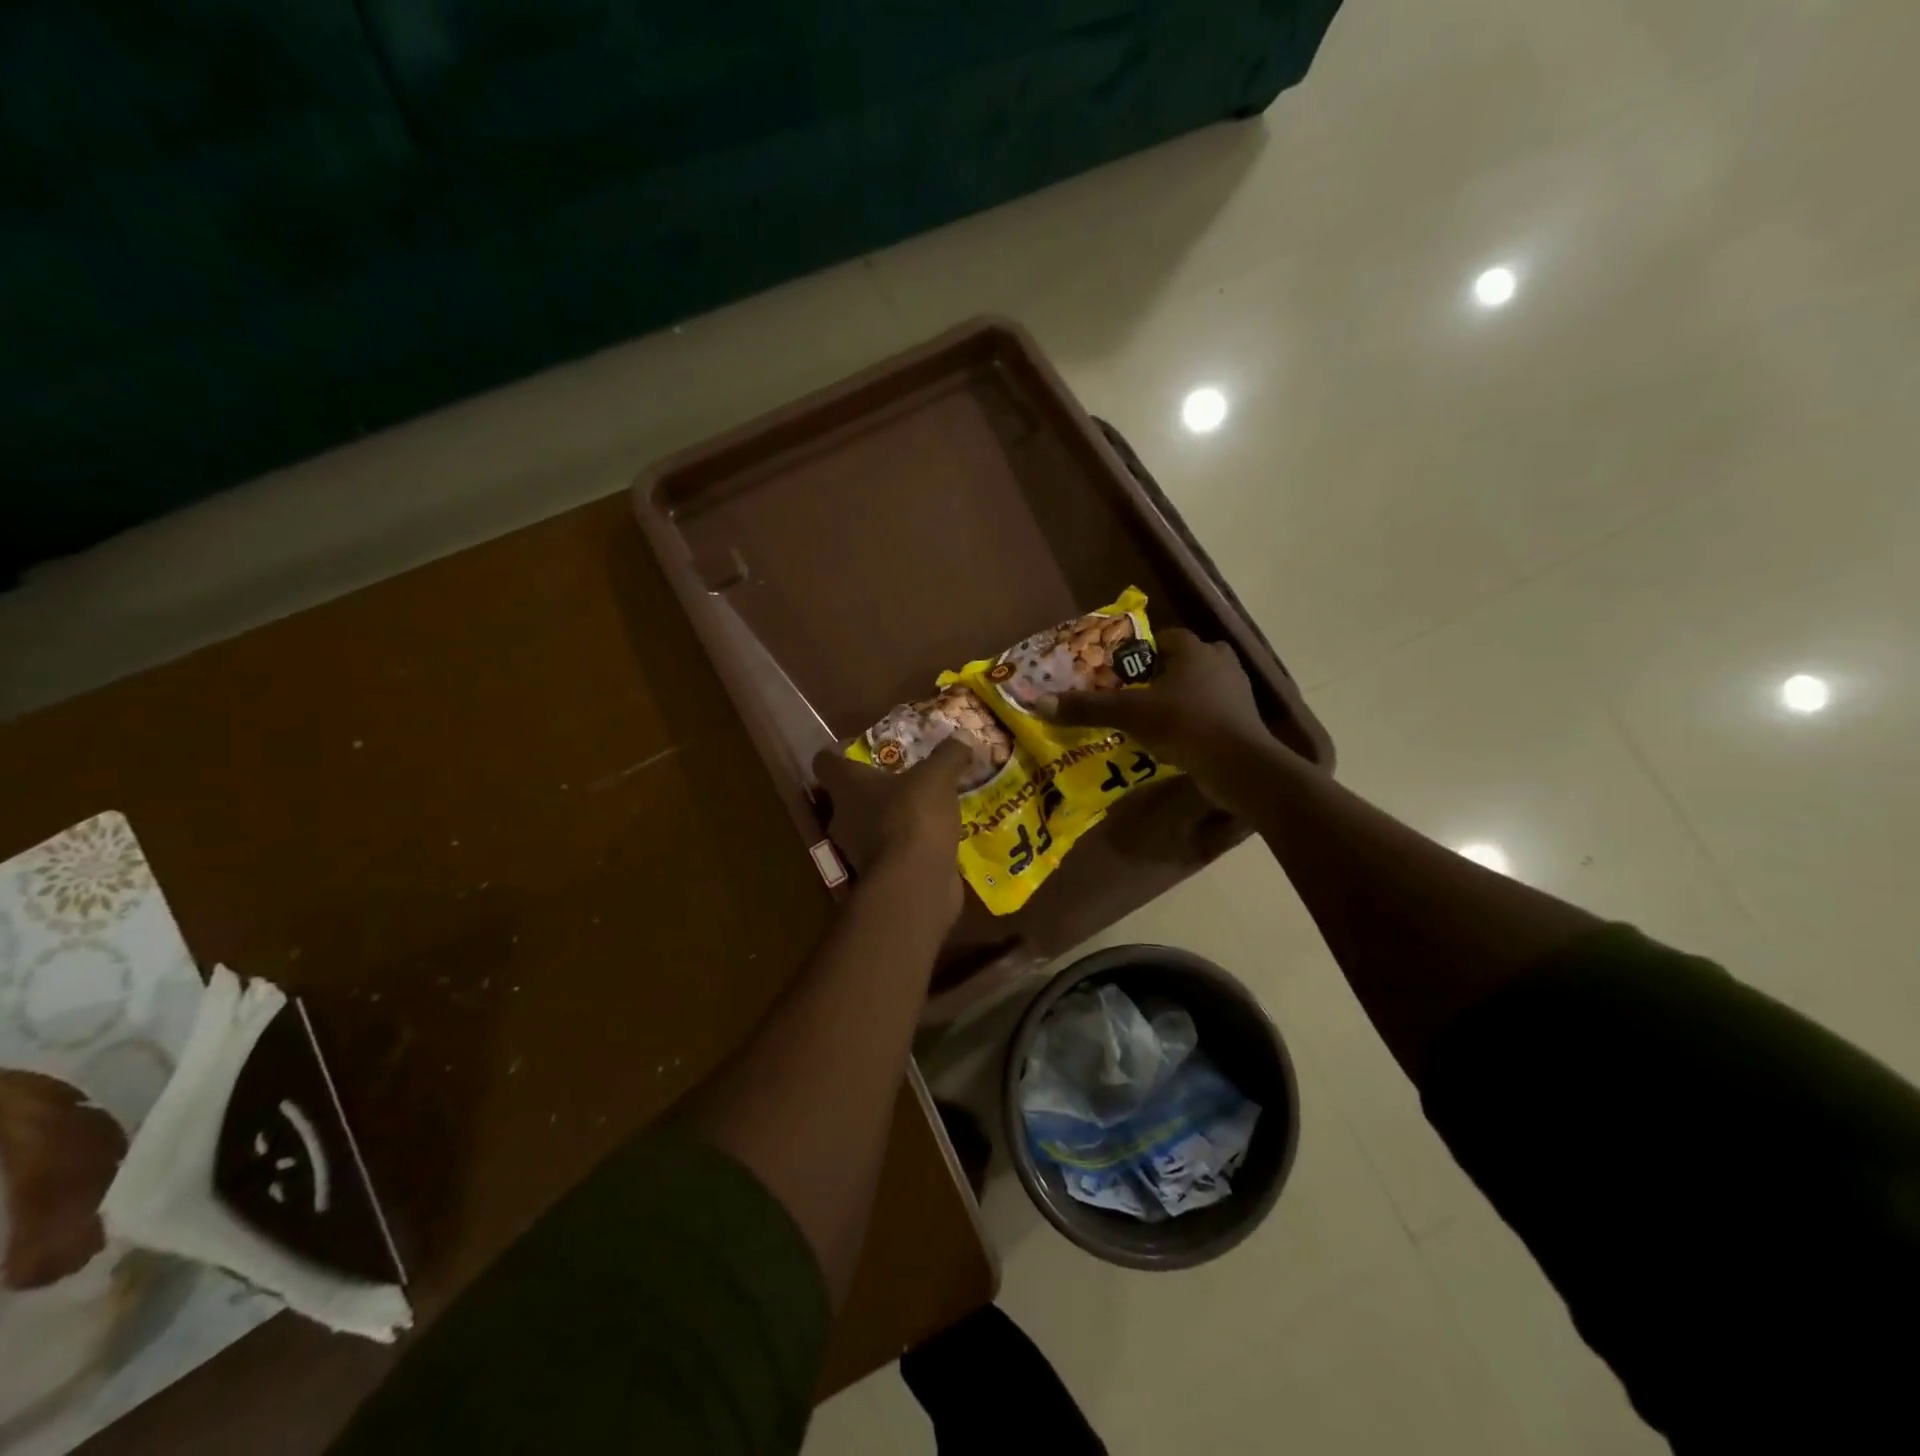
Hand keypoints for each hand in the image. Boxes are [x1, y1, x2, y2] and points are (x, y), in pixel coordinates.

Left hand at [811, 737, 969, 923]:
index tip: (865, 745)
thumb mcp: (937, 777)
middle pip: (849, 794)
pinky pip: (892, 851)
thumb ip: (948, 755)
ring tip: (927, 805)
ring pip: (871, 824)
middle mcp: (843, 817)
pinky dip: (908, 844)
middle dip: (875, 785)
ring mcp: (859, 850)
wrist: (914, 885)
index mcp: (846, 786)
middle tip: (906, 775)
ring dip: (893, 816)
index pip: (825, 761)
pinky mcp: (880, 874)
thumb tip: (962, 736)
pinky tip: (935, 836)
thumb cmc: (913, 818)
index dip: (840, 750)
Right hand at [1040, 628, 1291, 813]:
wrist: (1240, 767)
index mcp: (1195, 649)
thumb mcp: (1131, 714)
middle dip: (1157, 676)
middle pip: (1180, 661)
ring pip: (1197, 687)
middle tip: (1130, 695)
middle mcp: (1219, 662)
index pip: (1163, 638)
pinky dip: (1190, 721)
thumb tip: (1038, 702)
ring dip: (1175, 699)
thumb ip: (1088, 707)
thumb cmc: (1185, 725)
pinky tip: (1171, 739)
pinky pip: (1208, 712)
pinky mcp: (1241, 721)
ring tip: (1146, 719)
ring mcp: (1235, 692)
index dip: (1138, 652)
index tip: (1117, 672)